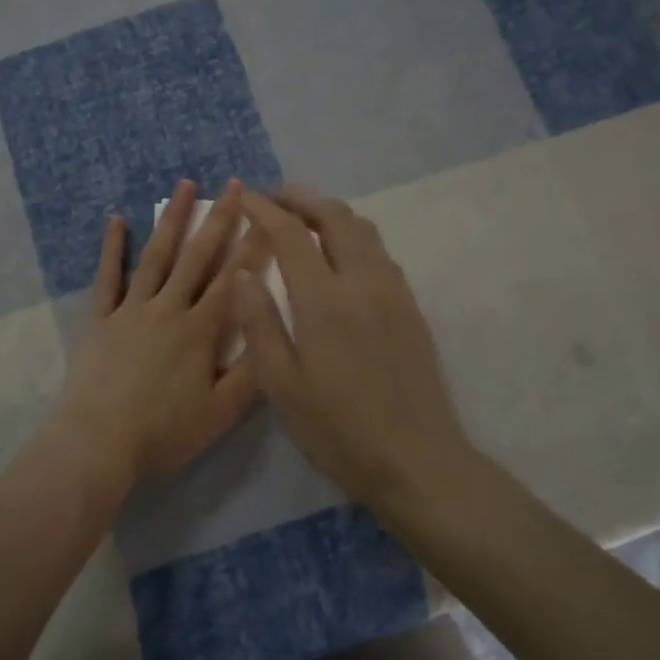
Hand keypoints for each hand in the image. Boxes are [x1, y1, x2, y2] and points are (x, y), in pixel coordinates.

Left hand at [45, 180, 259, 497]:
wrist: (98, 442)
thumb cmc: (164, 432)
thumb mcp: (221, 413)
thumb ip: (251, 373)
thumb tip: (274, 332)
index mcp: (200, 331)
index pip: (234, 281)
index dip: (254, 247)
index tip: (269, 216)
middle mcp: (168, 309)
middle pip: (198, 258)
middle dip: (219, 219)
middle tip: (235, 185)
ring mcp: (130, 310)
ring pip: (156, 257)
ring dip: (172, 220)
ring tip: (184, 185)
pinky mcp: (99, 319)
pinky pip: (107, 278)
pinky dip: (112, 248)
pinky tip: (116, 220)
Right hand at [233, 187, 470, 513]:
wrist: (417, 462)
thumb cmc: (338, 430)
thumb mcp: (281, 385)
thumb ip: (259, 323)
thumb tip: (243, 272)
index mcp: (326, 302)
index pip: (292, 234)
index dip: (265, 210)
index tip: (243, 197)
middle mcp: (364, 283)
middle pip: (336, 216)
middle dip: (300, 198)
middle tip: (271, 200)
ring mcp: (394, 293)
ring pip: (364, 229)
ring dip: (329, 213)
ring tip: (301, 221)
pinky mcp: (411, 308)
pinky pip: (380, 252)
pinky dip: (352, 236)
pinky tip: (337, 257)